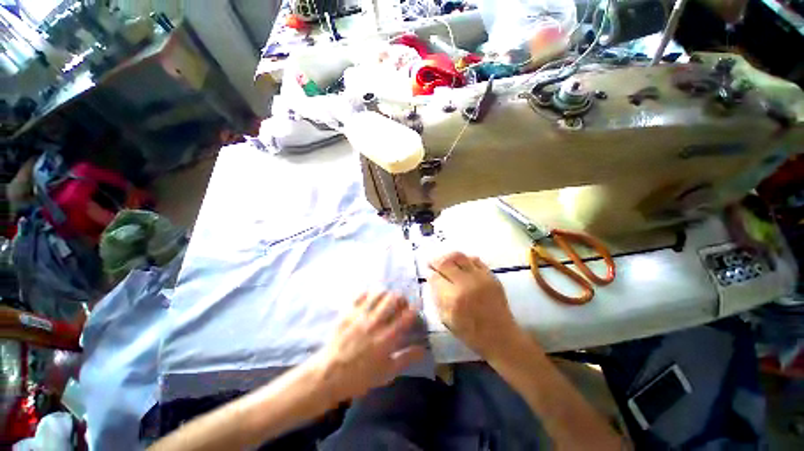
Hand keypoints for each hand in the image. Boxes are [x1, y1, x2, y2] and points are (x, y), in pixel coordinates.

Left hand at [313, 292, 424, 401]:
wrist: (328, 375)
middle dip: (401, 298)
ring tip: (386, 300)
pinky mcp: (348, 313)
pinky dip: (368, 294)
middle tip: (401, 304)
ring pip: (378, 294)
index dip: (414, 309)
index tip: (415, 309)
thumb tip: (423, 349)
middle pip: (393, 299)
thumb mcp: (387, 373)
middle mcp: (376, 323)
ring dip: (386, 294)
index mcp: (388, 338)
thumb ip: (406, 359)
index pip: (407, 316)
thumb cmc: (360, 377)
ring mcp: (361, 316)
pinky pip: (360, 295)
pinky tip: (370, 299)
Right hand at [429, 252, 521, 357]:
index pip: (435, 277)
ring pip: (459, 256)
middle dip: (435, 261)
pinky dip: (464, 260)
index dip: (429, 274)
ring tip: (444, 261)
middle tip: (432, 263)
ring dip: (448, 257)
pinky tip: (460, 265)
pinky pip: (474, 259)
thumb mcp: (447, 319)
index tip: (428, 273)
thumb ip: (437, 297)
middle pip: (445, 262)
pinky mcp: (491, 275)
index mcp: (454, 299)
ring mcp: (480, 277)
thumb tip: (432, 279)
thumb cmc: (471, 333)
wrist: (501, 337)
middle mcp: (466, 284)